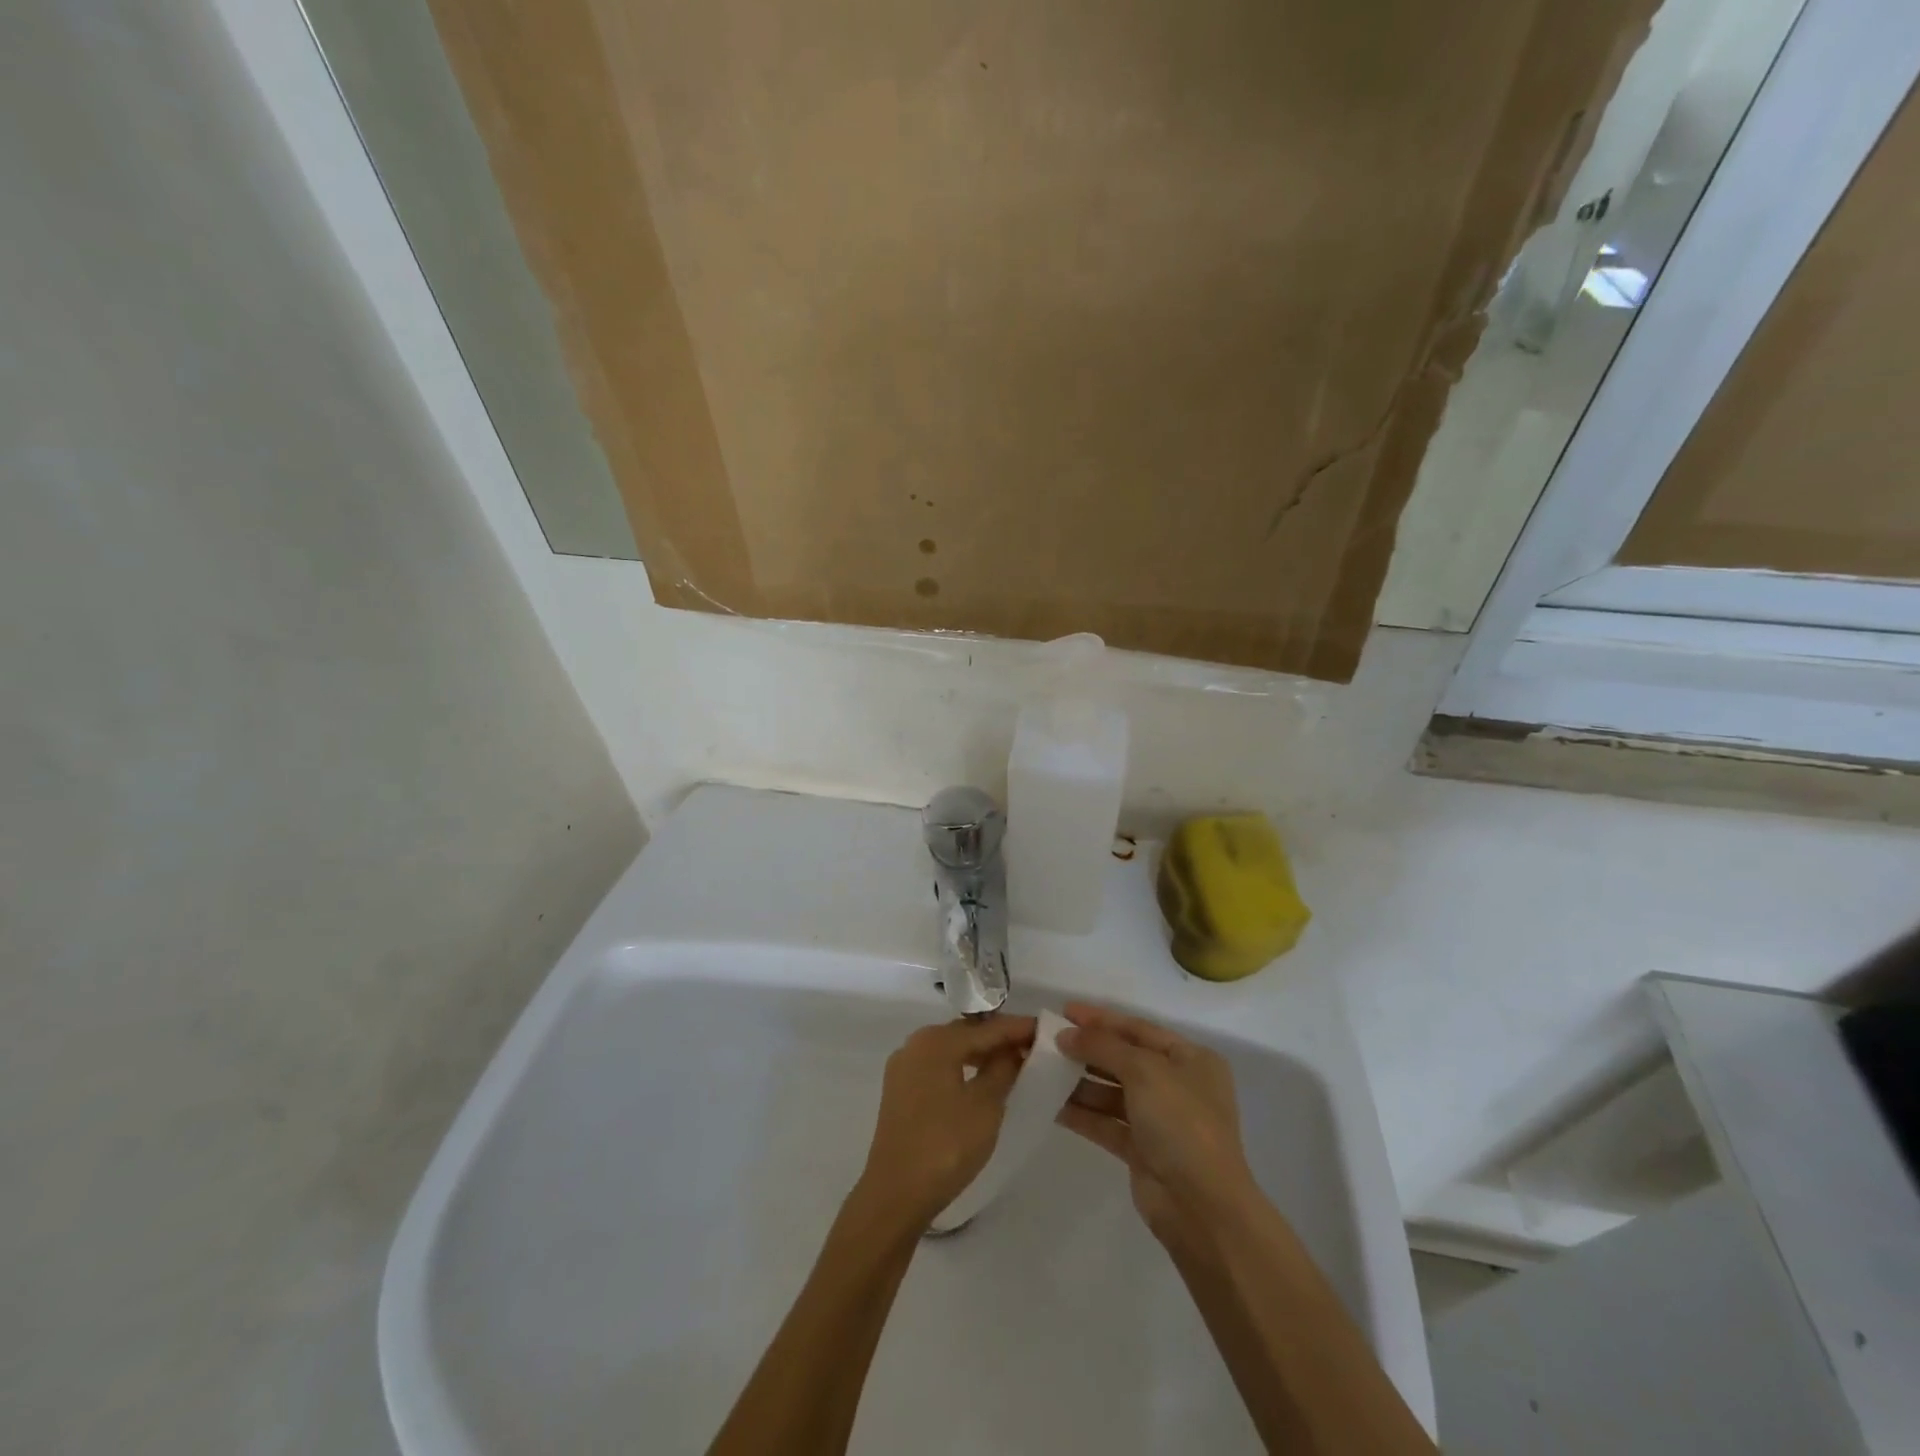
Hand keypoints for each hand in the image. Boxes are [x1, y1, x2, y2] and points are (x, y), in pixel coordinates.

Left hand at [854, 1015, 1036, 1231]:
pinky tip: (980, 1083)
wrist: (895, 1193)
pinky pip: (938, 1068)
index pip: (986, 1028)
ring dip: (980, 1056)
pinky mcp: (899, 1091)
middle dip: (998, 1040)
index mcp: (936, 1041)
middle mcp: (915, 1044)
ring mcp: (904, 1068)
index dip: (1017, 1028)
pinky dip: (961, 1069)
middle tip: (1031, 1048)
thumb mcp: (985, 1106)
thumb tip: (1012, 1050)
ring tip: (1011, 1066)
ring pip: (951, 1051)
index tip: (1045, 1028)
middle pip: (966, 1034)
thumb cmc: (946, 1145)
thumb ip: (1003, 1070)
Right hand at [1055, 1002, 1259, 1251]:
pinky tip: (1051, 1104)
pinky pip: (1106, 1123)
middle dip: (1088, 1049)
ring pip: (1112, 1092)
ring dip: (1080, 1082)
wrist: (1202, 1207)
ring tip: (1043, 1069)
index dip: (1102, 1019)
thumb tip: (1066, 1035)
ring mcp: (1160, 1120)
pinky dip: (1082, 1113)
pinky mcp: (1142, 1151)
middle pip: (1125, 1059)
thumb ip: (1103, 1046)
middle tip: (1048, 1040)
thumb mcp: (1144, 1071)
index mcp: (1191, 1060)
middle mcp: (1178, 1085)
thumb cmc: (1181, 1123)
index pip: (1139, 1029)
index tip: (1065, 1011)